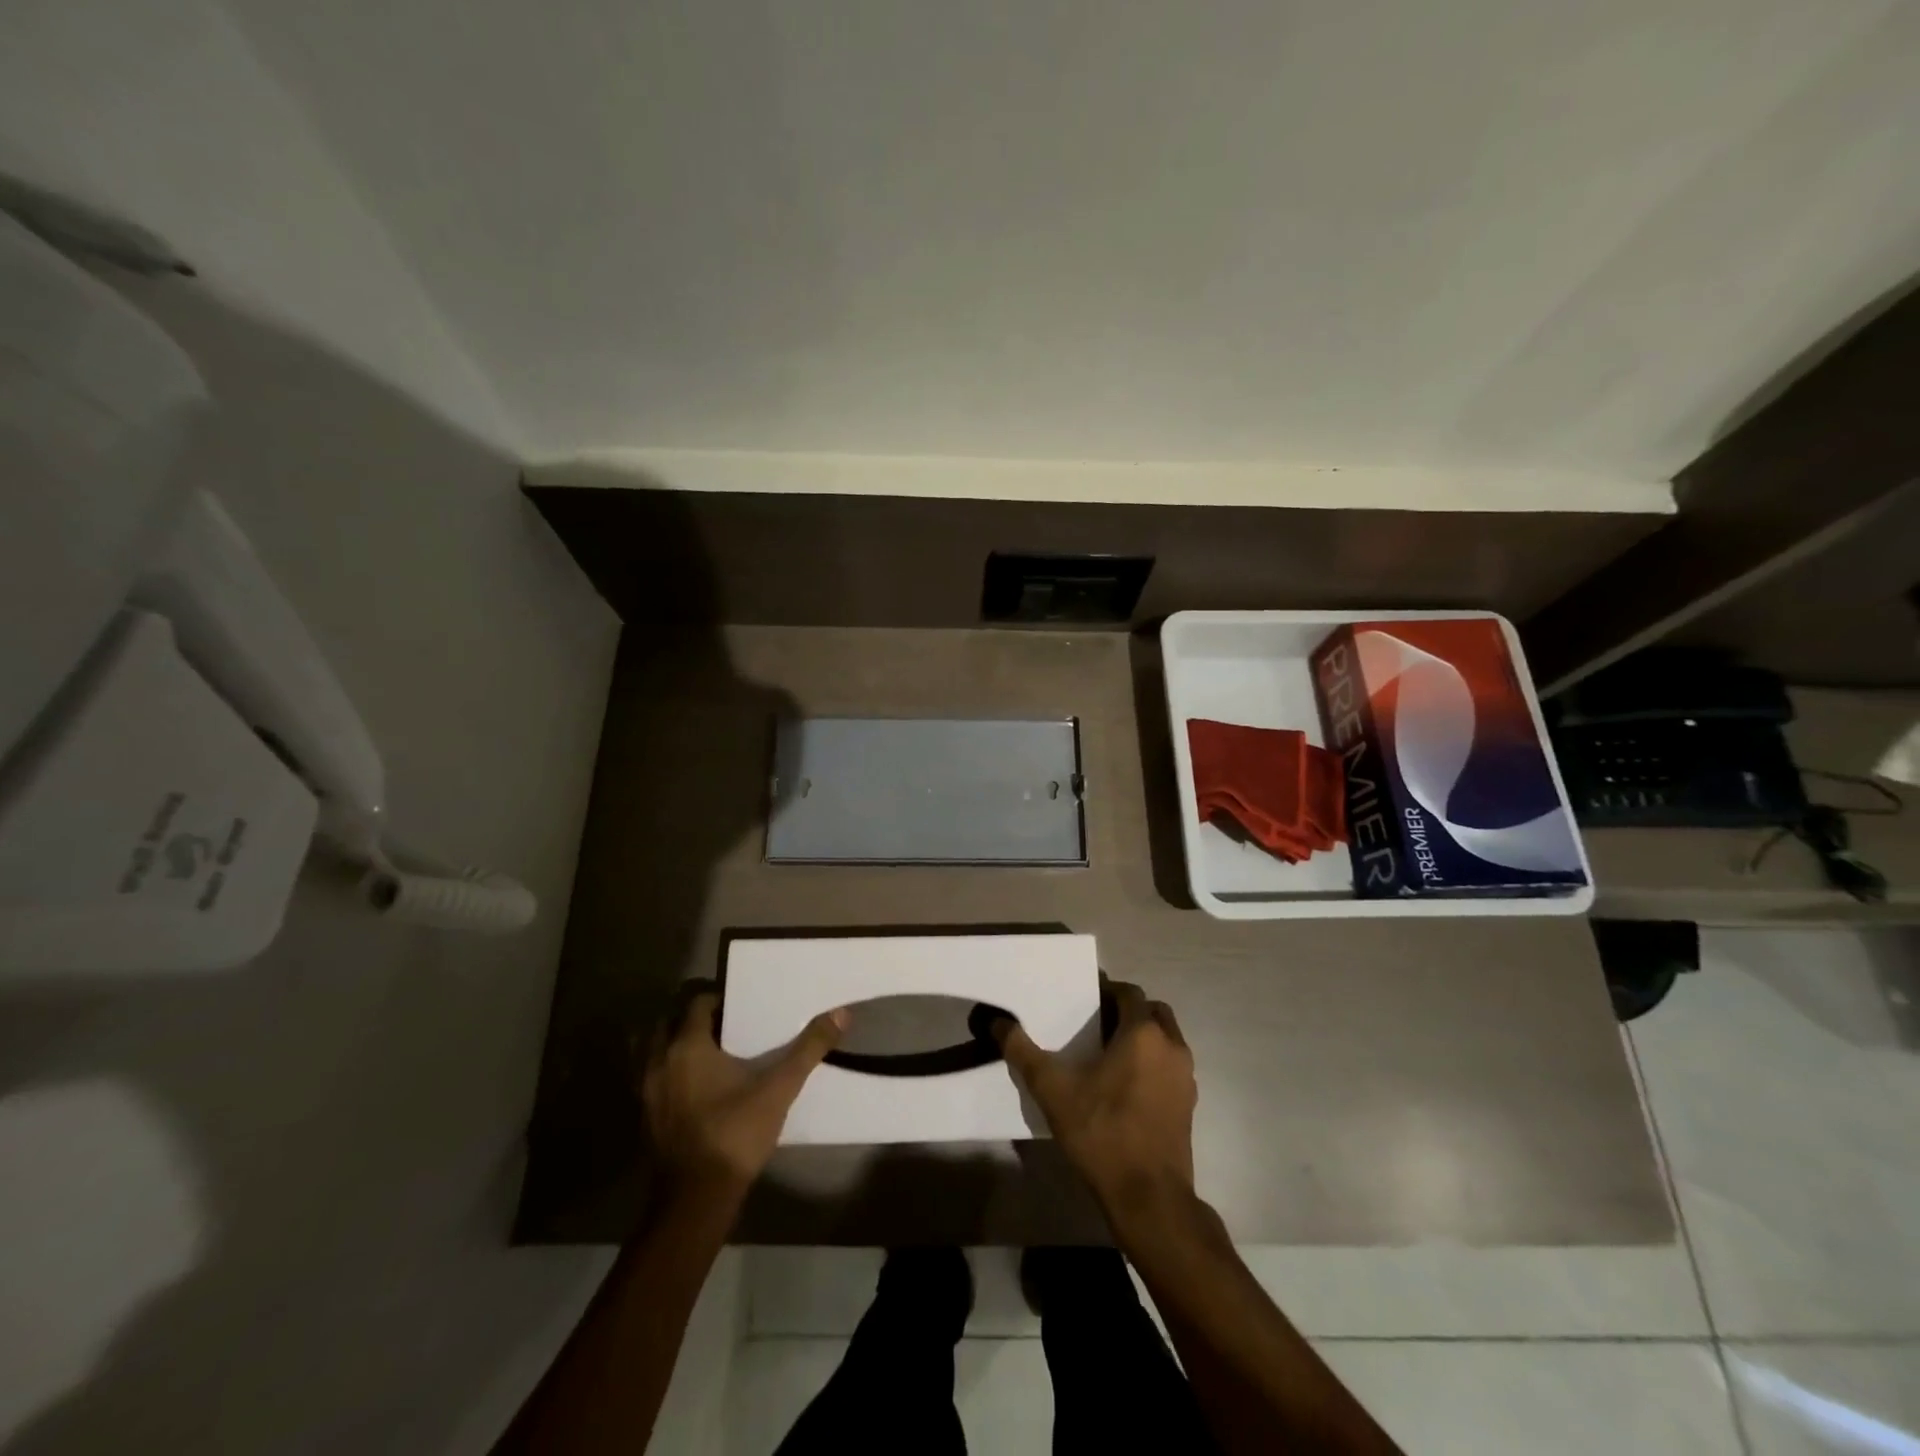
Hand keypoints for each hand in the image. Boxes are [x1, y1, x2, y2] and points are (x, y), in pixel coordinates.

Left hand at [639, 990, 845, 1198]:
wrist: (695, 1201)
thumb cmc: (735, 1134)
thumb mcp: (779, 1089)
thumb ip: (808, 1049)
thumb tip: (840, 1013)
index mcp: (687, 1046)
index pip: (696, 1003)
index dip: (717, 1000)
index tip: (740, 1007)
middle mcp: (659, 1062)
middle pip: (666, 1024)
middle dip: (690, 1020)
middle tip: (722, 1027)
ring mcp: (646, 1093)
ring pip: (651, 1052)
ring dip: (671, 1046)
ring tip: (704, 1054)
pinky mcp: (644, 1120)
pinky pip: (650, 1081)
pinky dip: (666, 1075)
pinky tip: (693, 1090)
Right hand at [994, 979, 1196, 1215]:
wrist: (1149, 1198)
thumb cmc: (1102, 1133)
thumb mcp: (1053, 1090)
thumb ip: (1023, 1052)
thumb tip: (997, 1022)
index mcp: (1143, 1033)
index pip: (1128, 993)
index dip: (1106, 992)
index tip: (1082, 1003)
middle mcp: (1172, 1046)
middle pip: (1151, 1012)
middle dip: (1127, 1012)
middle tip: (1095, 1026)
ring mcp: (1186, 1077)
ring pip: (1166, 1039)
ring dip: (1142, 1038)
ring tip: (1108, 1056)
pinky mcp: (1189, 1104)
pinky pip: (1170, 1067)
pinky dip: (1153, 1064)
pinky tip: (1125, 1087)